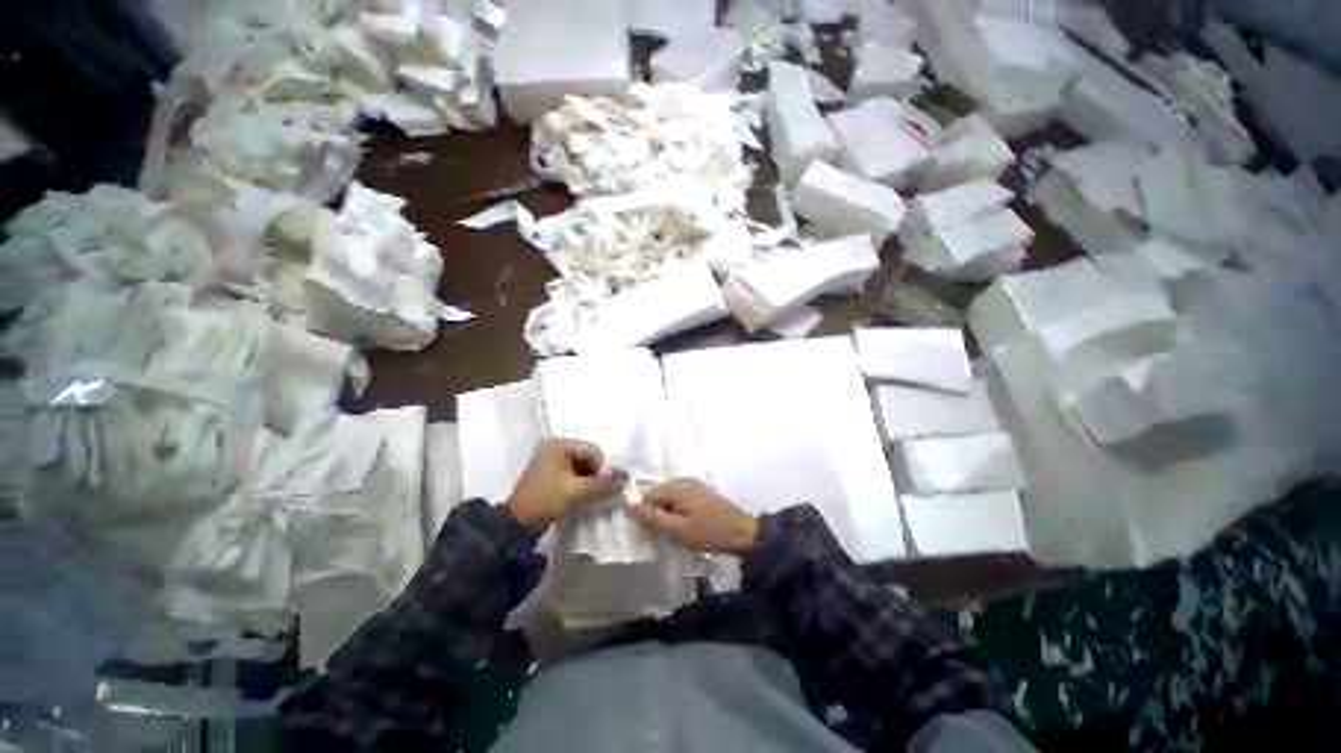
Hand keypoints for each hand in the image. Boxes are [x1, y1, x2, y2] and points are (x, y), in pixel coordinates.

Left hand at [506, 439, 620, 531]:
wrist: (518, 524)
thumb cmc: (548, 499)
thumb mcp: (578, 491)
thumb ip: (603, 483)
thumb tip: (625, 479)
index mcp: (560, 445)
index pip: (593, 451)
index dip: (602, 468)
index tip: (604, 487)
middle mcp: (555, 448)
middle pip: (587, 458)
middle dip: (596, 475)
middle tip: (599, 493)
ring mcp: (551, 461)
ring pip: (581, 468)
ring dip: (589, 482)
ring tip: (591, 497)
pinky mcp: (550, 475)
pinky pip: (572, 475)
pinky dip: (580, 485)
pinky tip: (582, 498)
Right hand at [628, 478, 758, 555]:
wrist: (742, 533)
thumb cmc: (709, 533)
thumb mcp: (678, 529)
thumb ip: (652, 517)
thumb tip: (627, 505)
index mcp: (675, 486)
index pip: (646, 497)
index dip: (646, 516)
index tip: (655, 535)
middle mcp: (681, 479)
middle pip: (656, 496)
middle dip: (656, 516)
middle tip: (668, 536)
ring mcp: (691, 484)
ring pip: (666, 500)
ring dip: (667, 516)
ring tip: (678, 534)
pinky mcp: (698, 491)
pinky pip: (677, 500)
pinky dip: (676, 513)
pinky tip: (686, 527)